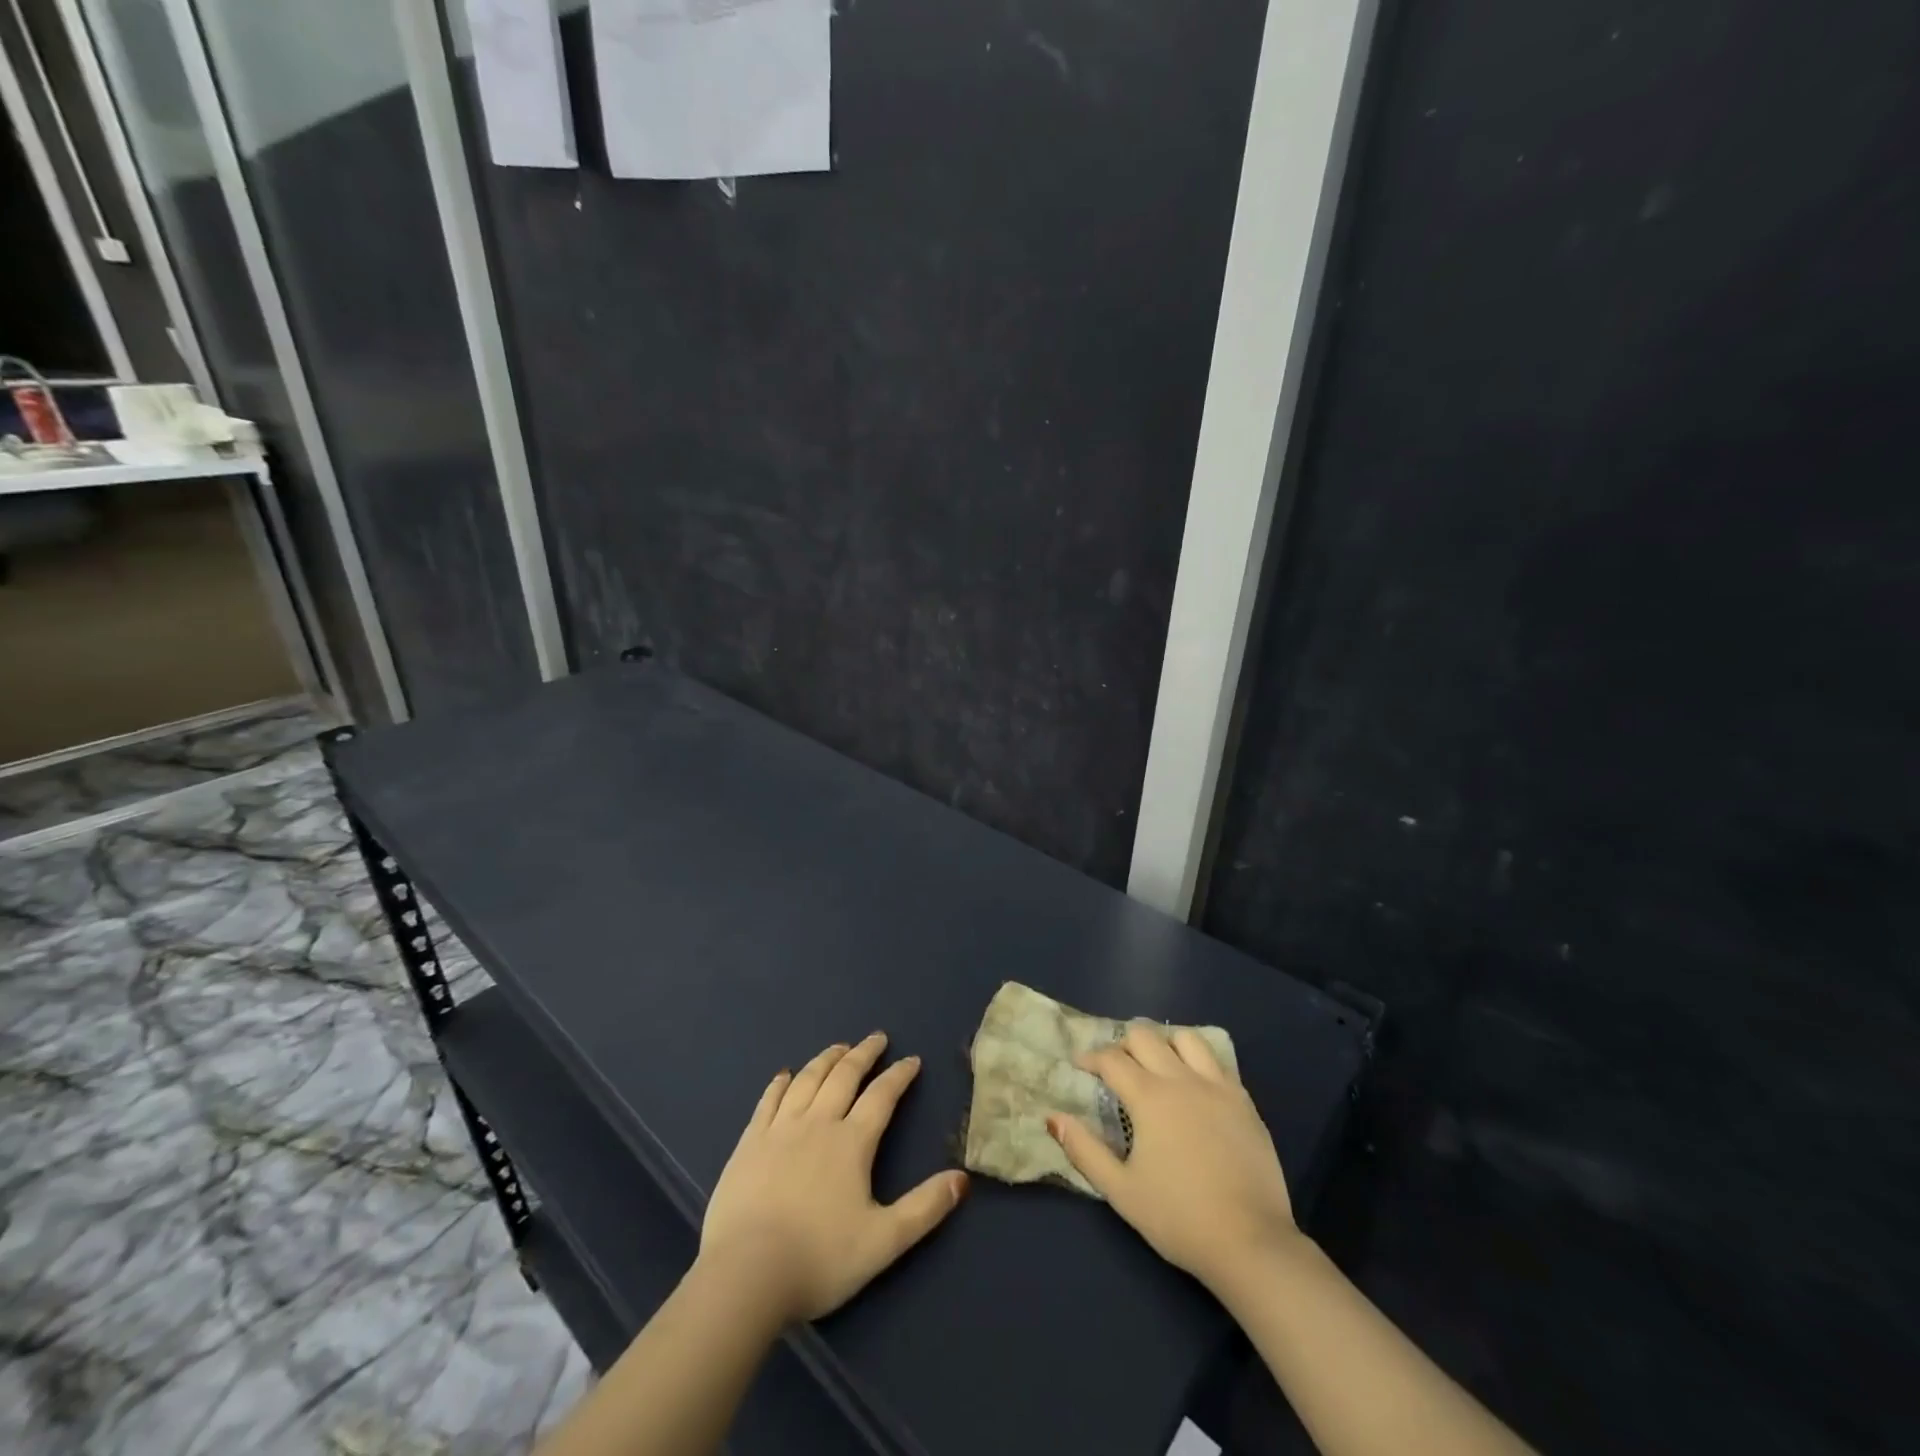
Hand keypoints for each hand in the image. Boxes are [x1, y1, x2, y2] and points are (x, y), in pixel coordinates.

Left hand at [699, 1033, 967, 1325]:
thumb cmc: (819, 1260)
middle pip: (844, 1076)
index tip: (912, 1060)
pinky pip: (768, 1100)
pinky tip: (784, 1075)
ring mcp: (779, 1129)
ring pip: (807, 1080)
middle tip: (876, 1038)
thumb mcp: (883, 1241)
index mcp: (852, 1142)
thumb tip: (963, 1179)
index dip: (899, 1075)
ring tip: (839, 1047)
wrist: (745, 1275)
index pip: (882, 1096)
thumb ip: (925, 1208)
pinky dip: (780, 1083)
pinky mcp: (749, 1143)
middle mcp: (817, 1123)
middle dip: (864, 1053)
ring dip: (826, 1059)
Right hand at [1048, 1023, 1301, 1293]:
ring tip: (1156, 1064)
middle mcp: (1182, 1079)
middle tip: (1116, 1067)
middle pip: (1146, 1036)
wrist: (1251, 1243)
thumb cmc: (1178, 1218)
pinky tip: (1194, 1084)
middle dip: (1123, 1043)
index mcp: (1149, 1097)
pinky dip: (1198, 1061)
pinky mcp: (1244, 1101)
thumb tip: (1053, 1117)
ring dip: (1164, 1043)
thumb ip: (1084, 1150)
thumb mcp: (1121, 1191)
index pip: (1112, 1059)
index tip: (1080, 1065)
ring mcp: (1218, 1087)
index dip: (1091, 1058)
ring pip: (1186, 1038)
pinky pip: (1217, 1062)